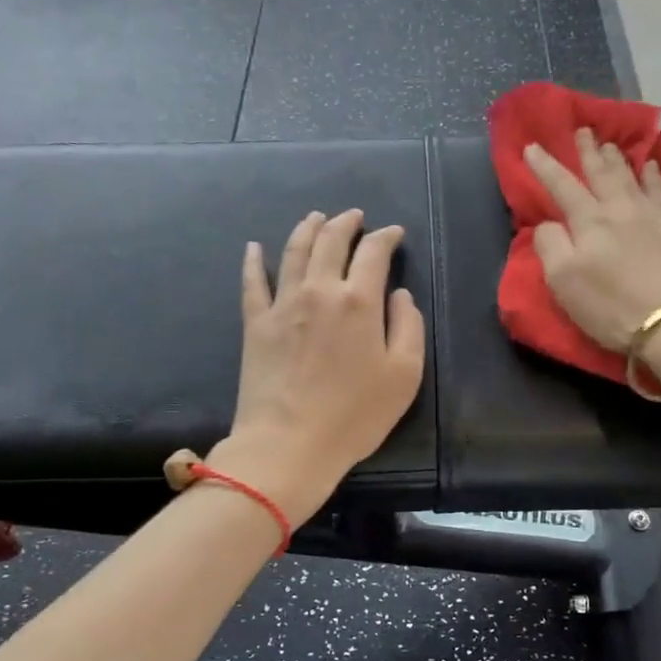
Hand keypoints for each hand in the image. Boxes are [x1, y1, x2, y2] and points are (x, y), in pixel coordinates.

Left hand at [215, 208, 425, 522]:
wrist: (289, 444)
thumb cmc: (354, 415)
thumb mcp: (404, 375)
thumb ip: (408, 326)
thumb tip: (398, 294)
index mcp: (359, 301)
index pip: (373, 252)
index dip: (386, 237)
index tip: (394, 234)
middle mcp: (320, 291)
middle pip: (330, 241)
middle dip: (346, 223)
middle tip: (354, 216)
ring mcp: (283, 304)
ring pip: (294, 251)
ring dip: (307, 228)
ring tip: (315, 217)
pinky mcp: (256, 324)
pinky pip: (252, 282)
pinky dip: (253, 260)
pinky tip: (254, 247)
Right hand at [523, 129, 660, 351]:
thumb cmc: (612, 306)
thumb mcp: (564, 281)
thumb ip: (550, 246)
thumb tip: (549, 223)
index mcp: (588, 222)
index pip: (561, 186)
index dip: (545, 167)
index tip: (532, 147)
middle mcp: (619, 209)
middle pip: (600, 173)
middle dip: (588, 152)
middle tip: (583, 130)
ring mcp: (652, 216)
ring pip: (631, 177)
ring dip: (617, 159)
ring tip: (610, 144)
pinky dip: (654, 175)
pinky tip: (652, 166)